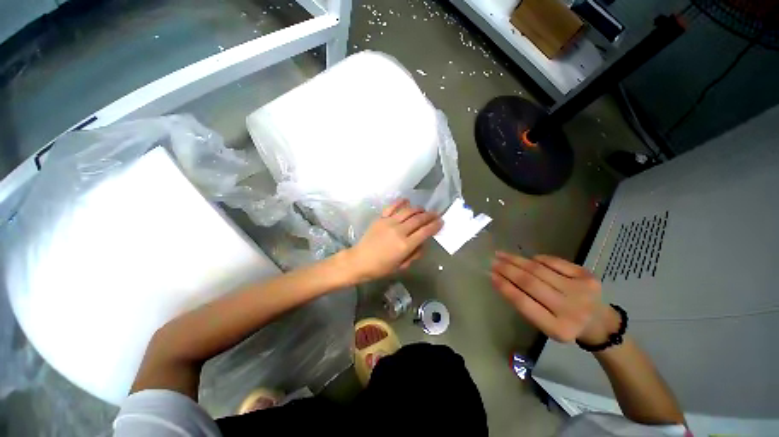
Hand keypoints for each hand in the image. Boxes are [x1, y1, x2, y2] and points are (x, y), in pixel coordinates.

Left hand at [346, 199, 442, 281]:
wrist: (359, 260)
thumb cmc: (381, 267)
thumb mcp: (401, 266)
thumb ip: (415, 253)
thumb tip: (423, 242)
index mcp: (405, 245)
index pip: (425, 231)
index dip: (435, 225)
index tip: (441, 222)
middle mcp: (399, 231)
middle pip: (419, 219)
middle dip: (430, 216)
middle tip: (436, 214)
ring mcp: (389, 222)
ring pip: (408, 211)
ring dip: (418, 209)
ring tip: (423, 210)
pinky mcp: (380, 218)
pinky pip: (392, 207)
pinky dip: (401, 202)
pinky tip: (407, 200)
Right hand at [491, 252, 610, 342]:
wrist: (598, 322)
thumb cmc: (564, 324)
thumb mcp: (543, 323)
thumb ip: (524, 304)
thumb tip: (501, 279)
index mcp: (558, 329)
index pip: (524, 303)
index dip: (505, 287)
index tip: (491, 275)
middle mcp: (571, 310)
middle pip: (531, 283)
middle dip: (508, 270)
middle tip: (493, 261)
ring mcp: (581, 291)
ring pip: (540, 270)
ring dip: (517, 260)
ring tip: (502, 255)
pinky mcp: (587, 276)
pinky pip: (555, 262)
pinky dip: (538, 259)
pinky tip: (528, 259)